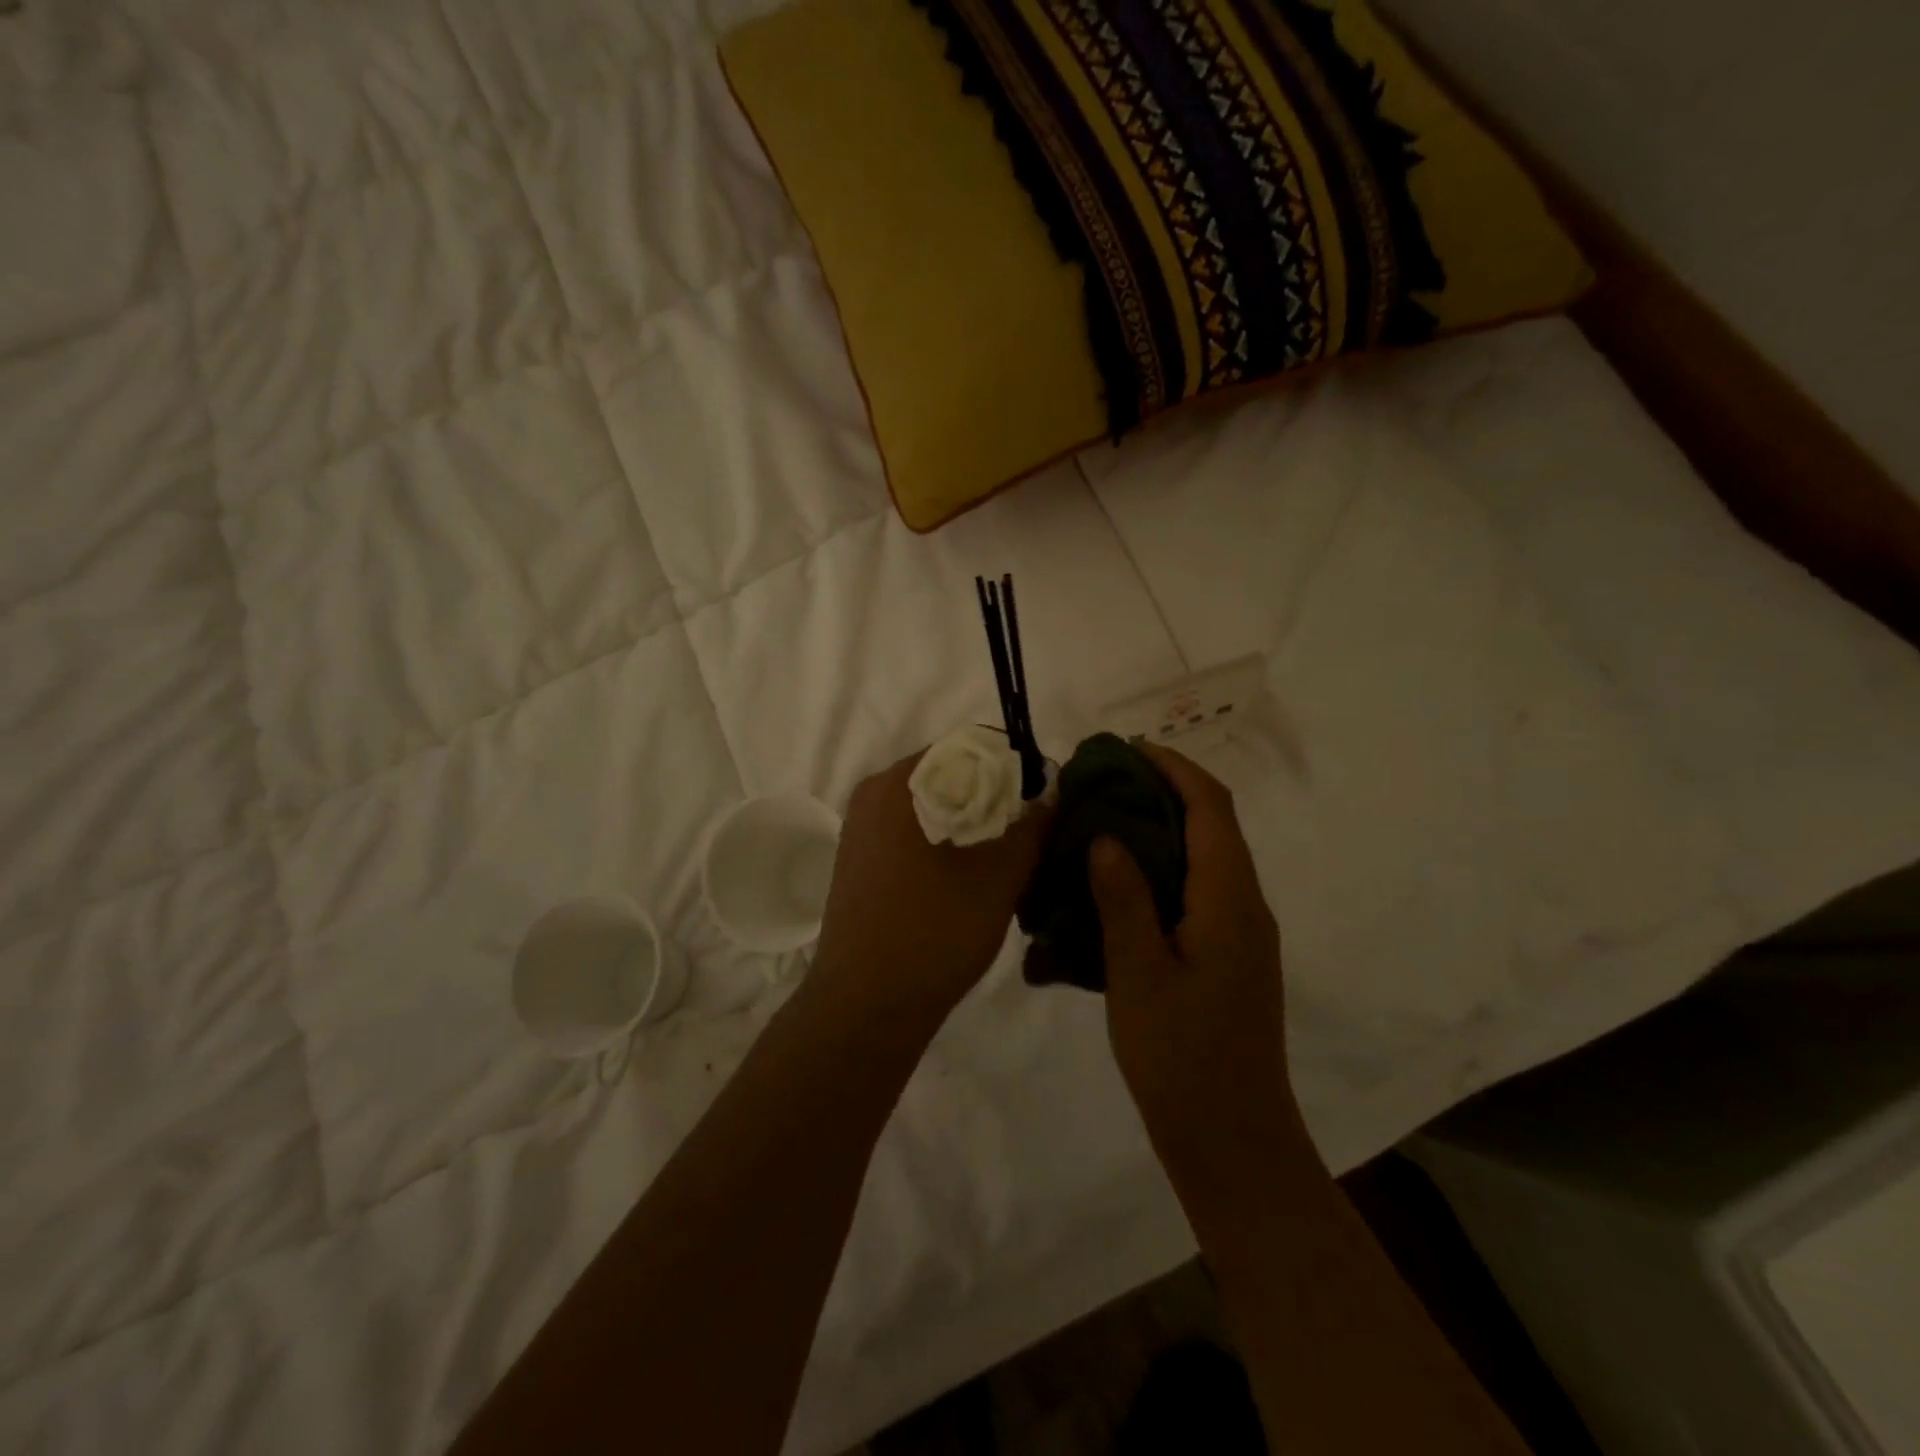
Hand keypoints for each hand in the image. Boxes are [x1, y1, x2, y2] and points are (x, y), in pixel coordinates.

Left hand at [809, 750, 1049, 1035]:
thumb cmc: (934, 933)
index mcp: (900, 783)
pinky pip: (912, 832)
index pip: (970, 746)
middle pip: (950, 775)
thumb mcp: (999, 877)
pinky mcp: (860, 859)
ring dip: (972, 822)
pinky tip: (969, 877)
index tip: (1042, 800)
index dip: (1014, 767)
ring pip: (932, 806)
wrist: (865, 1008)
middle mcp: (873, 793)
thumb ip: (1032, 825)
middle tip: (1031, 832)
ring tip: (1007, 857)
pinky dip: (945, 842)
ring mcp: (861, 828)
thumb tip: (1051, 789)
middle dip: (995, 797)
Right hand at [1090, 745, 1312, 1208]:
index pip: (1210, 808)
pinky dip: (1163, 867)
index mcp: (1230, 899)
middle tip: (1103, 783)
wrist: (1232, 1139)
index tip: (1125, 750)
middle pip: (1213, 824)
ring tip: (1104, 822)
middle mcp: (1245, 904)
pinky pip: (1198, 889)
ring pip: (1205, 856)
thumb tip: (1106, 836)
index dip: (1173, 768)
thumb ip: (1124, 899)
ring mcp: (1241, 932)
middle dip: (1164, 790)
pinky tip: (1120, 883)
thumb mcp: (1139, 974)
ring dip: (1162, 828)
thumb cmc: (1182, 1057)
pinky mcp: (1229, 955)